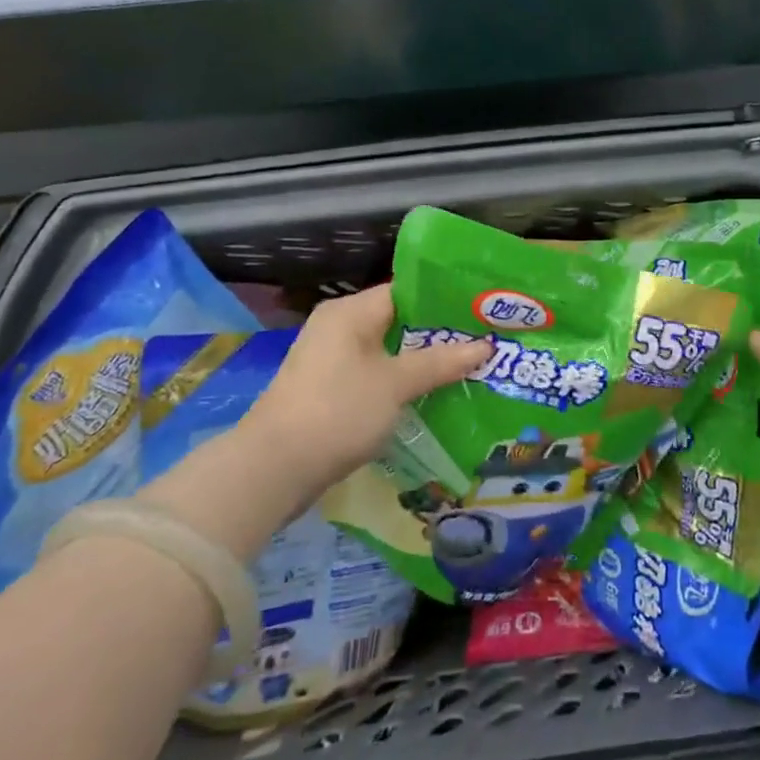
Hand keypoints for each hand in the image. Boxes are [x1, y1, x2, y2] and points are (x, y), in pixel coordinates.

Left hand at [242, 283, 490, 489]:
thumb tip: (486, 345)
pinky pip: (377, 376)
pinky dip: (404, 382)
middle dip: (441, 334)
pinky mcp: (331, 391)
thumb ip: (441, 362)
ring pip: (390, 351)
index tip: (483, 309)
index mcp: (351, 311)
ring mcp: (333, 361)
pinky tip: (435, 394)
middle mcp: (340, 327)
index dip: (446, 298)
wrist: (273, 469)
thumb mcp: (396, 384)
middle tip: (486, 340)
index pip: (407, 290)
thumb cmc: (338, 411)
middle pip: (400, 321)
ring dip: (424, 361)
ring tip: (470, 366)